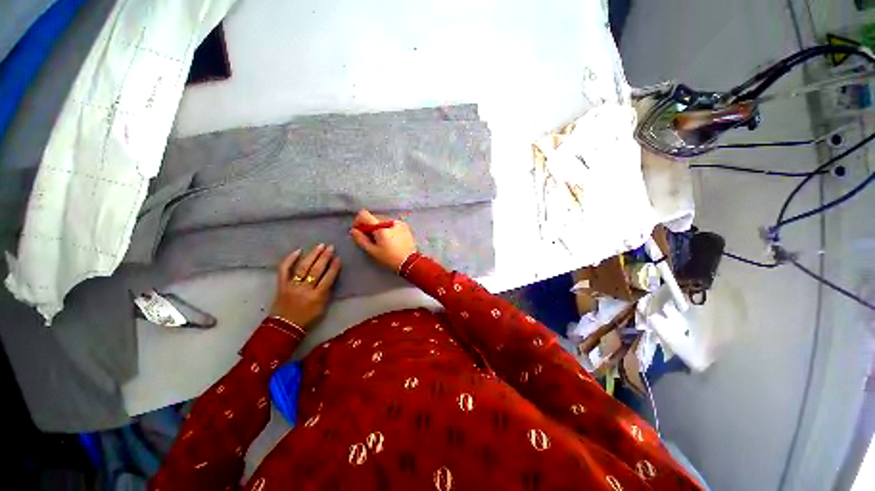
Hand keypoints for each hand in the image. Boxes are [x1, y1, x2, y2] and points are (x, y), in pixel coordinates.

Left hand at [269, 245, 340, 330]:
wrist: (285, 326)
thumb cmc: (307, 318)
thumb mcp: (323, 307)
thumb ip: (326, 292)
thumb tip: (330, 277)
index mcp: (317, 296)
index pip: (328, 278)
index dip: (334, 267)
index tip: (338, 257)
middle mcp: (304, 289)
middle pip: (316, 270)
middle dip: (324, 257)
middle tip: (330, 247)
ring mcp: (291, 286)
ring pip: (302, 267)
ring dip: (312, 255)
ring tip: (320, 246)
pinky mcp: (281, 285)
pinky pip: (284, 270)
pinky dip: (289, 259)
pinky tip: (298, 251)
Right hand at [349, 209, 416, 271]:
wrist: (409, 262)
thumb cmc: (390, 258)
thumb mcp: (372, 251)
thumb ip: (361, 239)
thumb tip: (353, 231)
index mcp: (381, 227)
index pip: (364, 214)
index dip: (358, 221)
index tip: (359, 230)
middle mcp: (390, 221)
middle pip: (374, 219)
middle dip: (369, 227)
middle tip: (370, 239)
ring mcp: (399, 223)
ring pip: (383, 222)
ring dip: (379, 228)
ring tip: (382, 241)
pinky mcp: (405, 226)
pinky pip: (392, 224)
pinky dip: (388, 229)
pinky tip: (391, 240)